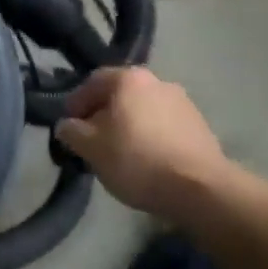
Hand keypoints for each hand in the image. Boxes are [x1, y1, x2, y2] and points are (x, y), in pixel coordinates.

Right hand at [54, 66, 228, 216]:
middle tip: (92, 142)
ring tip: (120, 155)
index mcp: (129, 78)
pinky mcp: (200, 127)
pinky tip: (147, 162)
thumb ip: (72, 131)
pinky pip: (163, 127)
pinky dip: (150, 138)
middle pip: (120, 95)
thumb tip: (67, 125)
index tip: (69, 128)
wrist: (201, 189)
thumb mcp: (91, 148)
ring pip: (143, 111)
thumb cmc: (137, 160)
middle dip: (103, 116)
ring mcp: (183, 102)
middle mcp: (157, 81)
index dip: (75, 104)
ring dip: (128, 127)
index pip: (92, 82)